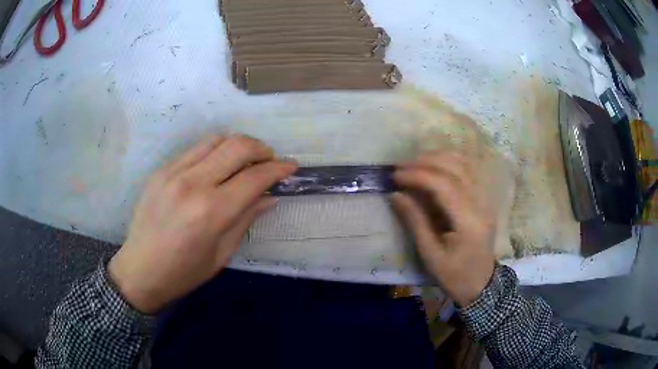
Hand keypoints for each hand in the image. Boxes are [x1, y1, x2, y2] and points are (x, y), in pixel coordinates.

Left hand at [108, 135, 296, 313]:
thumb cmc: (184, 272)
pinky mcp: (161, 169)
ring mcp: (173, 172)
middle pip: (237, 146)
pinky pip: (195, 148)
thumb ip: (246, 219)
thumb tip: (269, 196)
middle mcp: (193, 183)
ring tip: (245, 160)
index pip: (254, 177)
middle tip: (269, 161)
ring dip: (238, 145)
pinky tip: (217, 166)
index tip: (291, 167)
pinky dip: (214, 151)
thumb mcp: (222, 253)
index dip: (278, 169)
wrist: (140, 269)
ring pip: (216, 139)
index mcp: (211, 212)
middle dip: (261, 149)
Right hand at [392, 151, 495, 306]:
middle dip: (425, 162)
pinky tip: (435, 164)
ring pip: (464, 164)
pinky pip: (469, 170)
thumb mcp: (430, 254)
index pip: (444, 185)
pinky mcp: (484, 198)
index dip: (418, 175)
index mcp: (468, 221)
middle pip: (455, 169)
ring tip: (414, 163)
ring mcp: (485, 199)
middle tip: (400, 167)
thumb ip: (415, 221)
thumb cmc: (454, 275)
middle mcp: (481, 204)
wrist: (481, 283)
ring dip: (438, 158)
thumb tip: (396, 195)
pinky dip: (450, 161)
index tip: (395, 176)